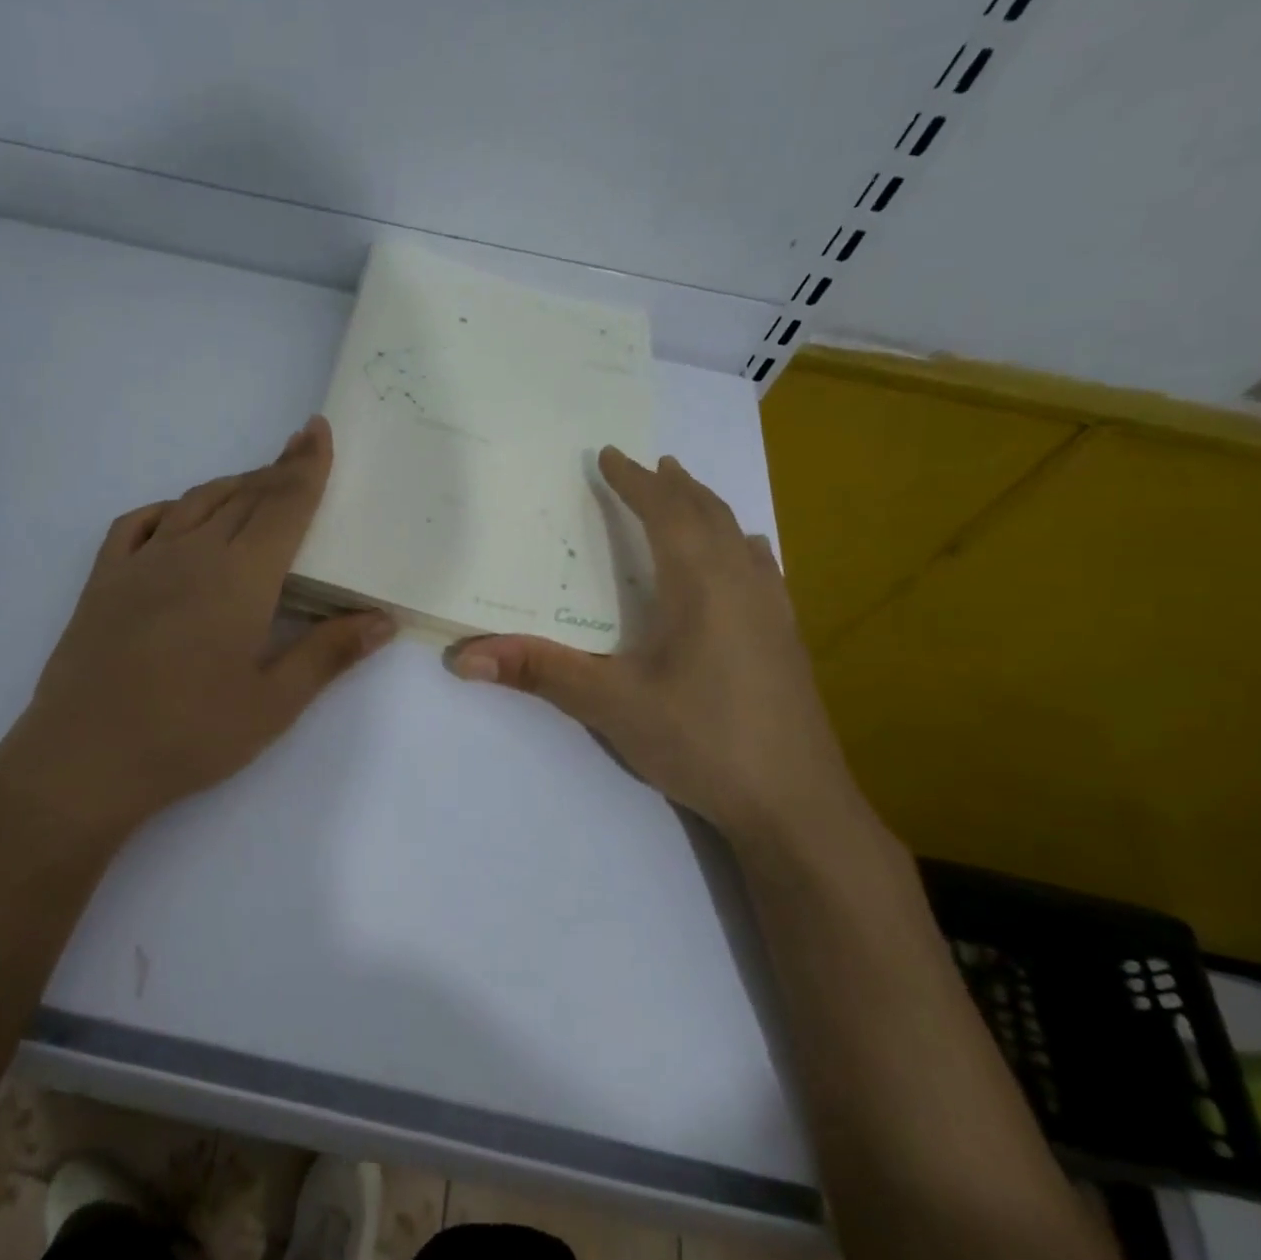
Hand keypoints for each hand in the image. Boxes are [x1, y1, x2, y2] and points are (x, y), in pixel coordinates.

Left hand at [0, 416, 393, 845]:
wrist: (84, 760)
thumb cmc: (190, 735)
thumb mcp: (273, 703)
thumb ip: (329, 654)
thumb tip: (383, 620)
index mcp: (239, 577)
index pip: (283, 506)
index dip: (306, 467)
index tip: (318, 430)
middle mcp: (192, 553)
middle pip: (244, 497)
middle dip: (277, 471)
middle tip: (301, 452)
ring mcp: (141, 562)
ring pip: (196, 503)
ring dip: (231, 486)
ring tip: (256, 485)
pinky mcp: (104, 580)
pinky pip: (138, 523)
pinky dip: (168, 509)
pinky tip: (177, 517)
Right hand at [447, 447, 861, 847]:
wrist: (796, 805)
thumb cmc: (701, 741)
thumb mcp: (611, 704)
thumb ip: (540, 671)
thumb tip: (464, 656)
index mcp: (700, 585)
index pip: (665, 513)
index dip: (634, 482)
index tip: (610, 454)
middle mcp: (742, 584)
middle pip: (707, 515)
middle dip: (674, 486)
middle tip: (650, 464)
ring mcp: (773, 611)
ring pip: (739, 538)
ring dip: (709, 509)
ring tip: (689, 493)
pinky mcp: (787, 640)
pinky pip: (761, 568)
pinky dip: (740, 544)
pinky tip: (746, 555)